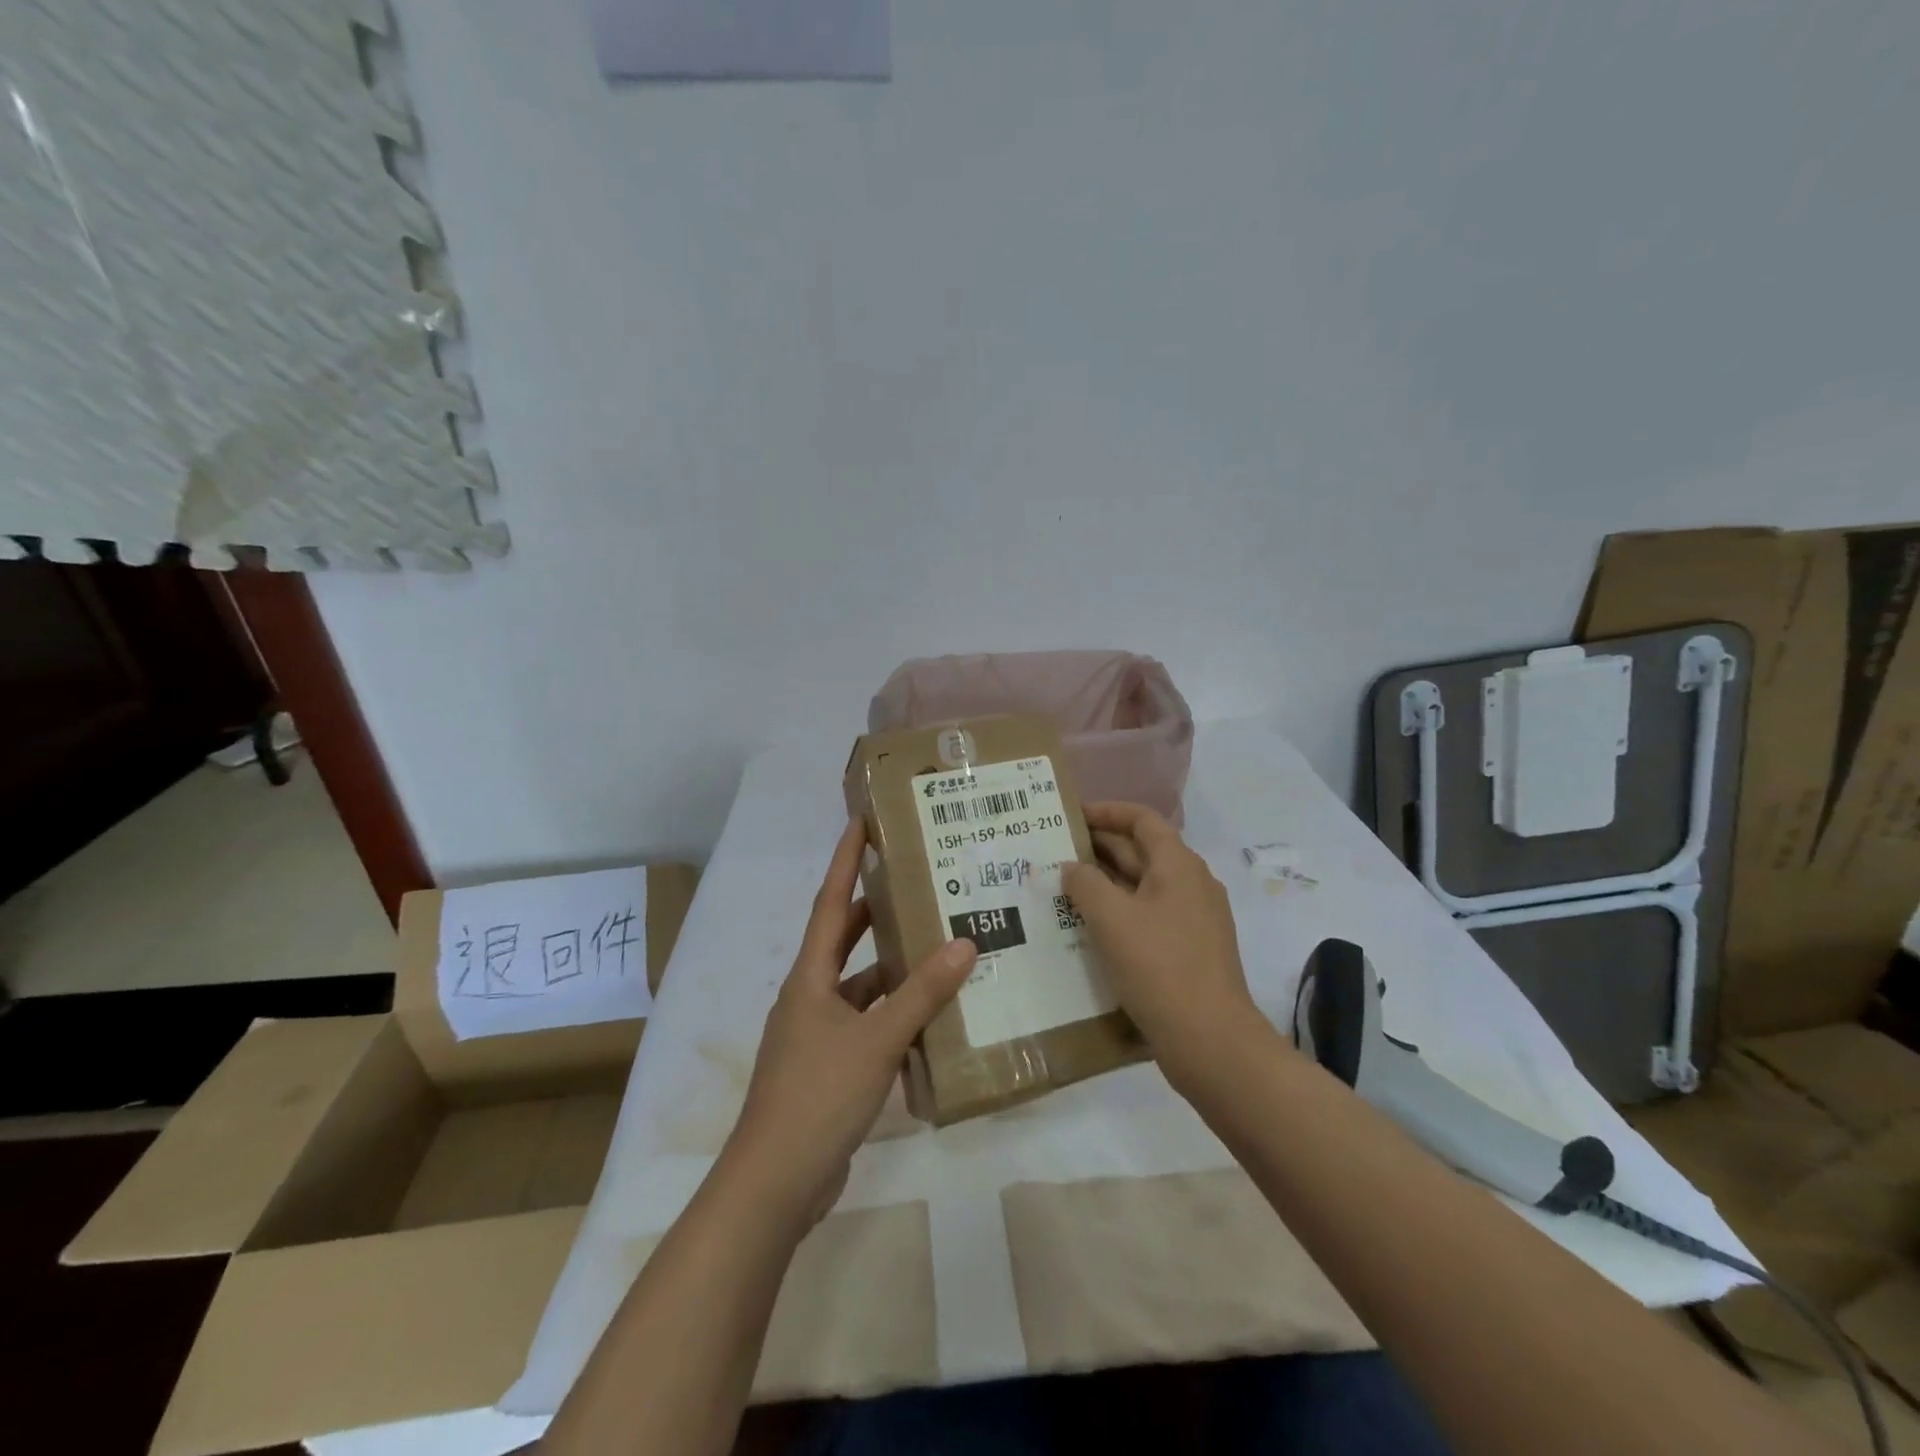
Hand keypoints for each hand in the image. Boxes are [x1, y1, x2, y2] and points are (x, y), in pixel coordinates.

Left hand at [723, 819, 977, 1224]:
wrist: (775, 1184)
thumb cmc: (817, 1096)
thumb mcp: (875, 1040)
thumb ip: (921, 994)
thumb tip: (964, 942)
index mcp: (809, 978)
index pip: (828, 903)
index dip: (844, 861)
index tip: (861, 823)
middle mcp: (810, 997)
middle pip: (844, 941)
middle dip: (874, 911)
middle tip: (915, 882)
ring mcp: (817, 1035)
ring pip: (861, 987)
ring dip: (894, 971)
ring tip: (939, 948)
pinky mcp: (830, 1068)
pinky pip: (868, 1025)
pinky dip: (895, 1015)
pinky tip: (931, 1017)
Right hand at [1061, 802, 1263, 1093]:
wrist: (1210, 1041)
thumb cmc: (1158, 966)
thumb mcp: (1111, 918)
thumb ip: (1085, 883)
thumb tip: (1072, 867)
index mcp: (1179, 865)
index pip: (1142, 820)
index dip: (1106, 811)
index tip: (1071, 817)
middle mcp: (1192, 884)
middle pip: (1143, 851)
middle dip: (1100, 848)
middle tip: (1055, 853)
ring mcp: (1195, 920)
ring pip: (1144, 887)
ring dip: (1106, 883)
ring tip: (1064, 890)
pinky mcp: (1190, 951)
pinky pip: (1150, 917)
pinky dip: (1120, 913)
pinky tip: (1090, 930)